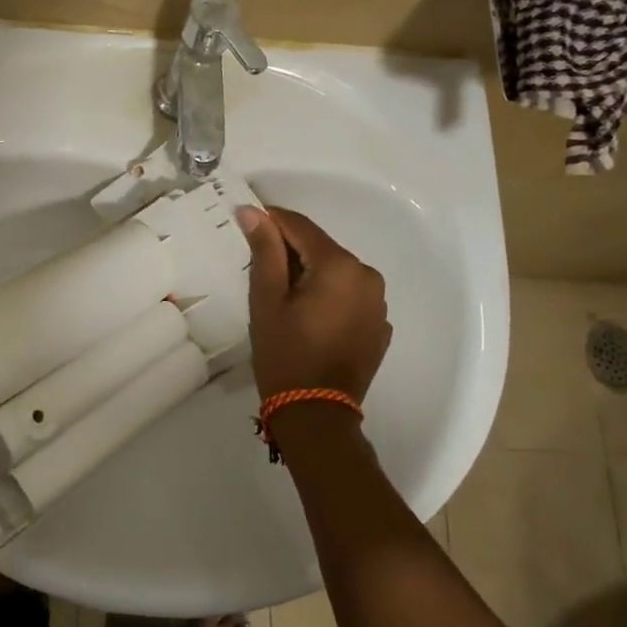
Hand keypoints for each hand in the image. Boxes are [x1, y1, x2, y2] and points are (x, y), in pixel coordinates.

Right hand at [237, 206, 391, 401]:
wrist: (316, 414)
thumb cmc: (285, 353)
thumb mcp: (267, 299)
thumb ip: (264, 250)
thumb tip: (253, 212)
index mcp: (340, 266)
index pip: (301, 226)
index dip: (271, 220)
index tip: (247, 221)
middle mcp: (367, 276)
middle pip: (321, 248)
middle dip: (290, 250)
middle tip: (259, 265)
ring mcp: (378, 303)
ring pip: (336, 271)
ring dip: (310, 273)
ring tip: (282, 293)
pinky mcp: (379, 325)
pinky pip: (349, 296)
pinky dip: (329, 295)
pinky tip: (308, 315)